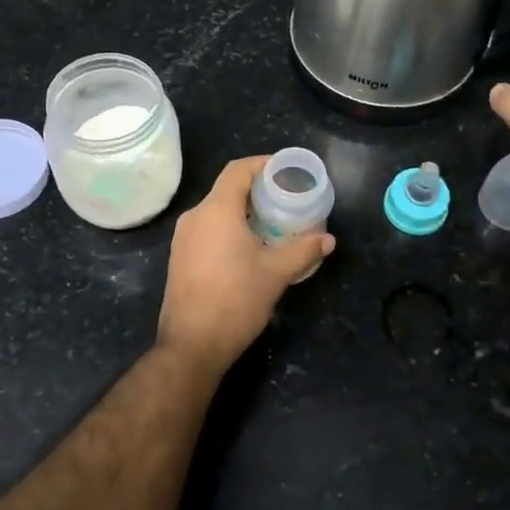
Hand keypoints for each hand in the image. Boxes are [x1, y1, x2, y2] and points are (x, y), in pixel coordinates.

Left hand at [156, 156, 334, 376]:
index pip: (238, 170)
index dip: (262, 164)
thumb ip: (304, 251)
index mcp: (217, 210)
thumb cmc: (236, 300)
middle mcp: (195, 217)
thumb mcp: (276, 274)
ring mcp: (183, 238)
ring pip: (216, 210)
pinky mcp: (180, 258)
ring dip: (243, 211)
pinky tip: (250, 246)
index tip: (286, 170)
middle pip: (227, 189)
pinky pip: (208, 229)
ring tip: (273, 223)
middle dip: (257, 190)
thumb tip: (329, 240)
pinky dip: (229, 228)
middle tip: (286, 199)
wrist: (192, 345)